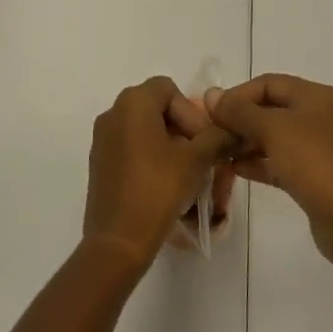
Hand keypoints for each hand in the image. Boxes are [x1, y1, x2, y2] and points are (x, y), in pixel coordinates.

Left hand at [83, 77, 232, 268]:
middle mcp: (113, 113)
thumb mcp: (196, 160)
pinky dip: (151, 158)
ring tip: (187, 173)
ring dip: (169, 145)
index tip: (202, 142)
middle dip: (183, 129)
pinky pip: (131, 148)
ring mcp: (103, 139)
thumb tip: (232, 130)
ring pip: (145, 130)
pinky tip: (165, 184)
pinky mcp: (100, 163)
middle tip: (200, 156)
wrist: (118, 241)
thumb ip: (217, 138)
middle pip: (156, 108)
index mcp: (133, 103)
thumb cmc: (157, 190)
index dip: (190, 112)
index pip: (169, 90)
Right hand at [207, 74, 332, 268]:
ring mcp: (318, 147)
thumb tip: (211, 94)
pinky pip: (280, 161)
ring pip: (274, 137)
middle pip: (271, 109)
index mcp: (314, 96)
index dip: (238, 95)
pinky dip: (258, 162)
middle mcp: (318, 116)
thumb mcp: (272, 129)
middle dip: (240, 120)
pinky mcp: (314, 176)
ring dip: (246, 142)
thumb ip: (240, 111)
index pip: (268, 83)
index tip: (211, 113)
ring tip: (218, 153)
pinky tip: (235, 169)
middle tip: (211, 135)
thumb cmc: (312, 162)